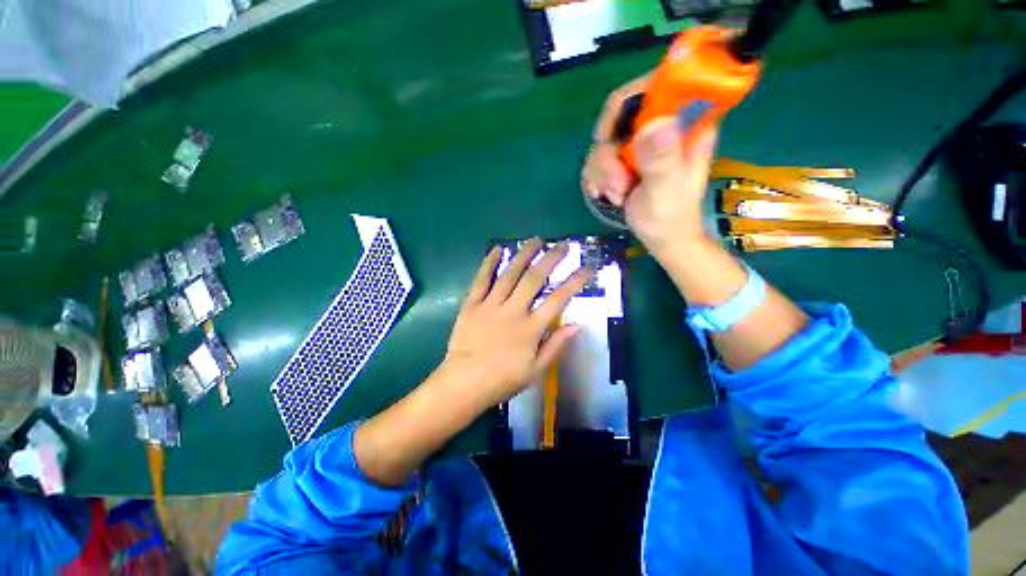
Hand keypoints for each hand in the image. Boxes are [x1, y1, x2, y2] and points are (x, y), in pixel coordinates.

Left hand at [441, 239, 590, 408]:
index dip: (574, 282)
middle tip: (562, 245)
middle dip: (551, 259)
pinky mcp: (472, 304)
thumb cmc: (502, 380)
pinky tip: (497, 249)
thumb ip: (556, 346)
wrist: (464, 383)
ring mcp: (491, 305)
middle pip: (534, 279)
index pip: (558, 299)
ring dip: (524, 254)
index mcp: (531, 328)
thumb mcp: (536, 370)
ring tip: (536, 240)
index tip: (587, 268)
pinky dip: (489, 263)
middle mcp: (513, 311)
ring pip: (510, 274)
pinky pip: (481, 280)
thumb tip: (577, 325)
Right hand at [582, 76, 718, 253]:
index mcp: (685, 123)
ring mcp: (640, 143)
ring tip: (617, 195)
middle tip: (616, 181)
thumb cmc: (671, 217)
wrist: (661, 238)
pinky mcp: (624, 159)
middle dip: (608, 152)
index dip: (626, 103)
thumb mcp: (667, 191)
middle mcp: (661, 126)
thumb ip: (661, 160)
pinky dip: (596, 178)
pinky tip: (606, 194)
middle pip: (618, 114)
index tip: (613, 138)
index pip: (654, 86)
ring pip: (603, 141)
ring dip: (602, 172)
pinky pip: (597, 158)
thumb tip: (655, 123)